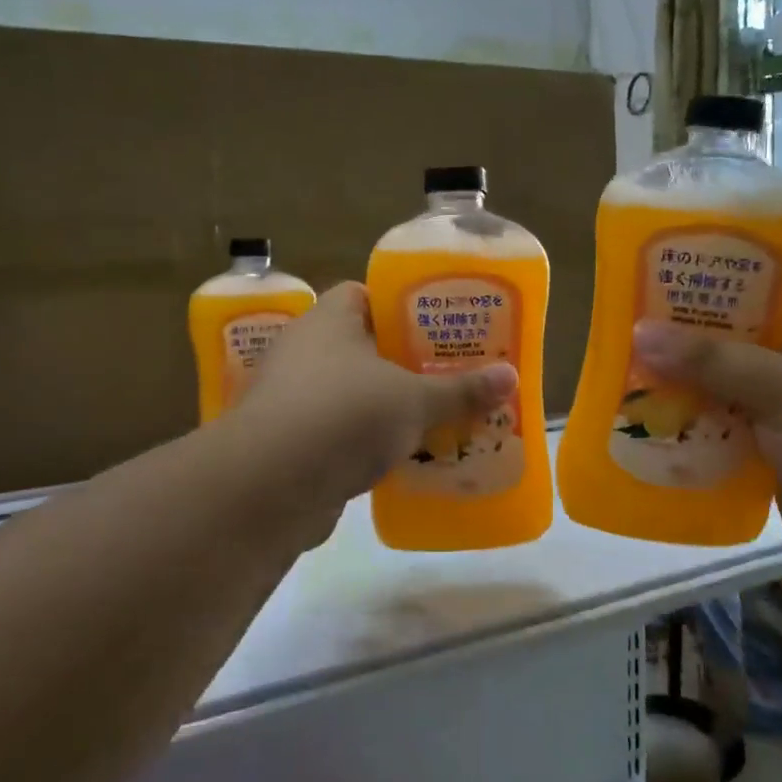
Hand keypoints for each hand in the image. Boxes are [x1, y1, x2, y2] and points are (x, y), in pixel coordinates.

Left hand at [230, 282, 517, 533]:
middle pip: (361, 345)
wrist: (269, 486)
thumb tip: (512, 375)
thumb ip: (461, 390)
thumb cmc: (345, 415)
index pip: (365, 294)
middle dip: (401, 361)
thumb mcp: (414, 400)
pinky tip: (400, 457)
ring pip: (350, 392)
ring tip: (432, 415)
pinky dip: (364, 441)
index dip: (402, 305)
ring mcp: (291, 397)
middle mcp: (304, 350)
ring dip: (383, 405)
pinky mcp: (288, 442)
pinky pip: (337, 431)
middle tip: (446, 372)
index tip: (438, 324)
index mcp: (330, 320)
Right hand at [629, 254, 781, 595]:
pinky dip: (688, 409)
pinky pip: (719, 412)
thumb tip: (638, 333)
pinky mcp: (770, 436)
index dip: (732, 244)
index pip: (779, 257)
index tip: (676, 239)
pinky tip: (642, 404)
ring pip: (724, 366)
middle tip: (629, 296)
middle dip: (689, 310)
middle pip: (739, 314)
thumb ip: (711, 359)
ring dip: (682, 364)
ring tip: (622, 347)